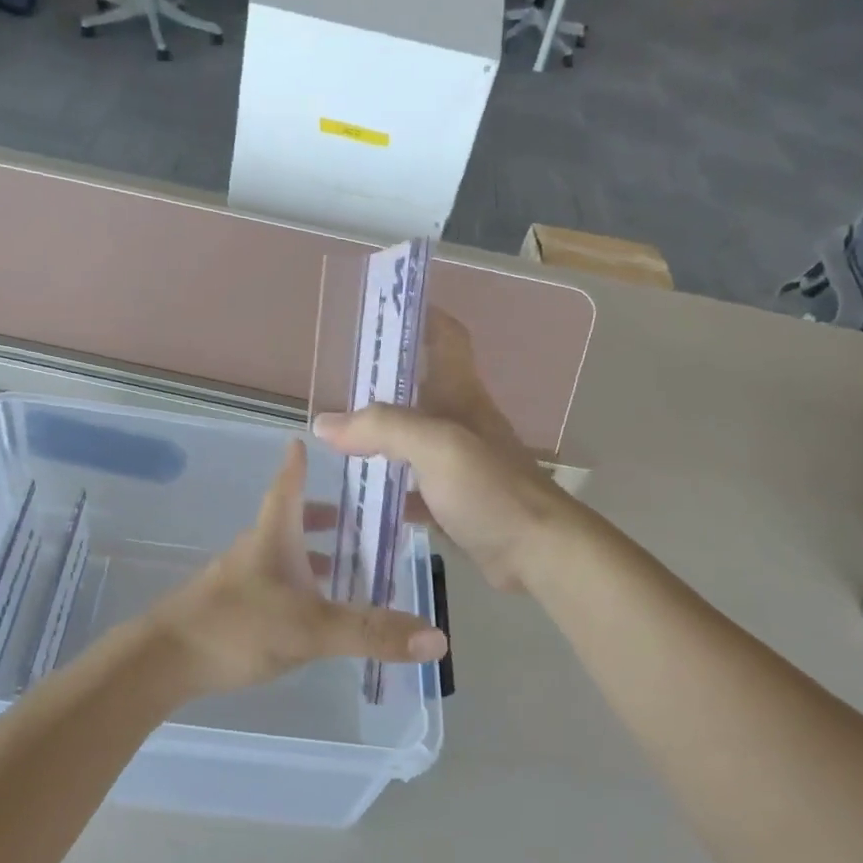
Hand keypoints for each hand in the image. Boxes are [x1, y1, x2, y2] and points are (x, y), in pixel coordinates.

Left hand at [145, 440, 447, 697]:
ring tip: (342, 567)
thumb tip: (438, 636)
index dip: (297, 465)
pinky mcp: (229, 610)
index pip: (287, 488)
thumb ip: (371, 632)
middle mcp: (254, 552)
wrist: (162, 662)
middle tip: (352, 517)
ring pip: (280, 557)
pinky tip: (310, 613)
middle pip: (288, 522)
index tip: (302, 439)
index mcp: (272, 538)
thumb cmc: (237, 627)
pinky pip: (272, 586)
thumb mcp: (311, 629)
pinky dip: (296, 586)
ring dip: (310, 555)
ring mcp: (238, 581)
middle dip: (319, 516)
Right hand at [313, 312, 575, 591]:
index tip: (380, 310)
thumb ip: (382, 428)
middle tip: (333, 383)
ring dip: (377, 436)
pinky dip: (384, 486)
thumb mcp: (437, 446)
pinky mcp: (453, 502)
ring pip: (410, 439)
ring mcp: (457, 464)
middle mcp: (459, 422)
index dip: (420, 315)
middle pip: (418, 388)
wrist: (538, 553)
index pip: (445, 337)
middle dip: (379, 381)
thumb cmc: (492, 489)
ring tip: (332, 438)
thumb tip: (324, 423)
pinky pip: (410, 486)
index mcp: (460, 395)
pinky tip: (356, 495)